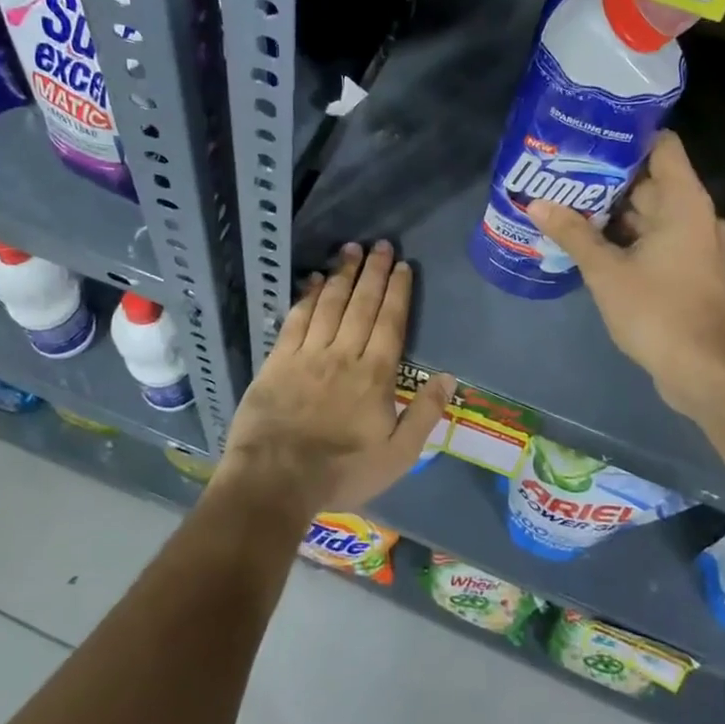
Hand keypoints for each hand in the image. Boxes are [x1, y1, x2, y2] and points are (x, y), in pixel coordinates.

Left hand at [217, 240, 454, 516]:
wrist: (276, 478)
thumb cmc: (342, 471)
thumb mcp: (398, 455)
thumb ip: (425, 414)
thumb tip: (449, 377)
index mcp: (375, 375)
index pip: (390, 322)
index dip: (397, 292)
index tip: (403, 266)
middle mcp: (343, 354)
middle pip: (362, 304)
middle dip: (373, 272)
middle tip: (381, 245)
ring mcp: (308, 354)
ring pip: (329, 304)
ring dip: (342, 275)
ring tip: (351, 249)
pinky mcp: (278, 360)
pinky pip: (296, 319)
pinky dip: (306, 296)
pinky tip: (312, 279)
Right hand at [529, 131, 724, 420]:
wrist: (701, 371)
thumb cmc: (656, 311)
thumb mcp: (605, 271)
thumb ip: (572, 233)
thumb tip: (536, 203)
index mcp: (685, 203)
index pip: (663, 146)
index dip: (628, 136)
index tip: (590, 136)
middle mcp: (697, 215)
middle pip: (651, 180)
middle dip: (608, 178)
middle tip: (564, 172)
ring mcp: (696, 243)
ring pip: (651, 212)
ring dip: (614, 210)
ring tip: (568, 202)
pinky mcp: (691, 268)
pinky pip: (657, 237)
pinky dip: (628, 235)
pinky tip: (590, 239)